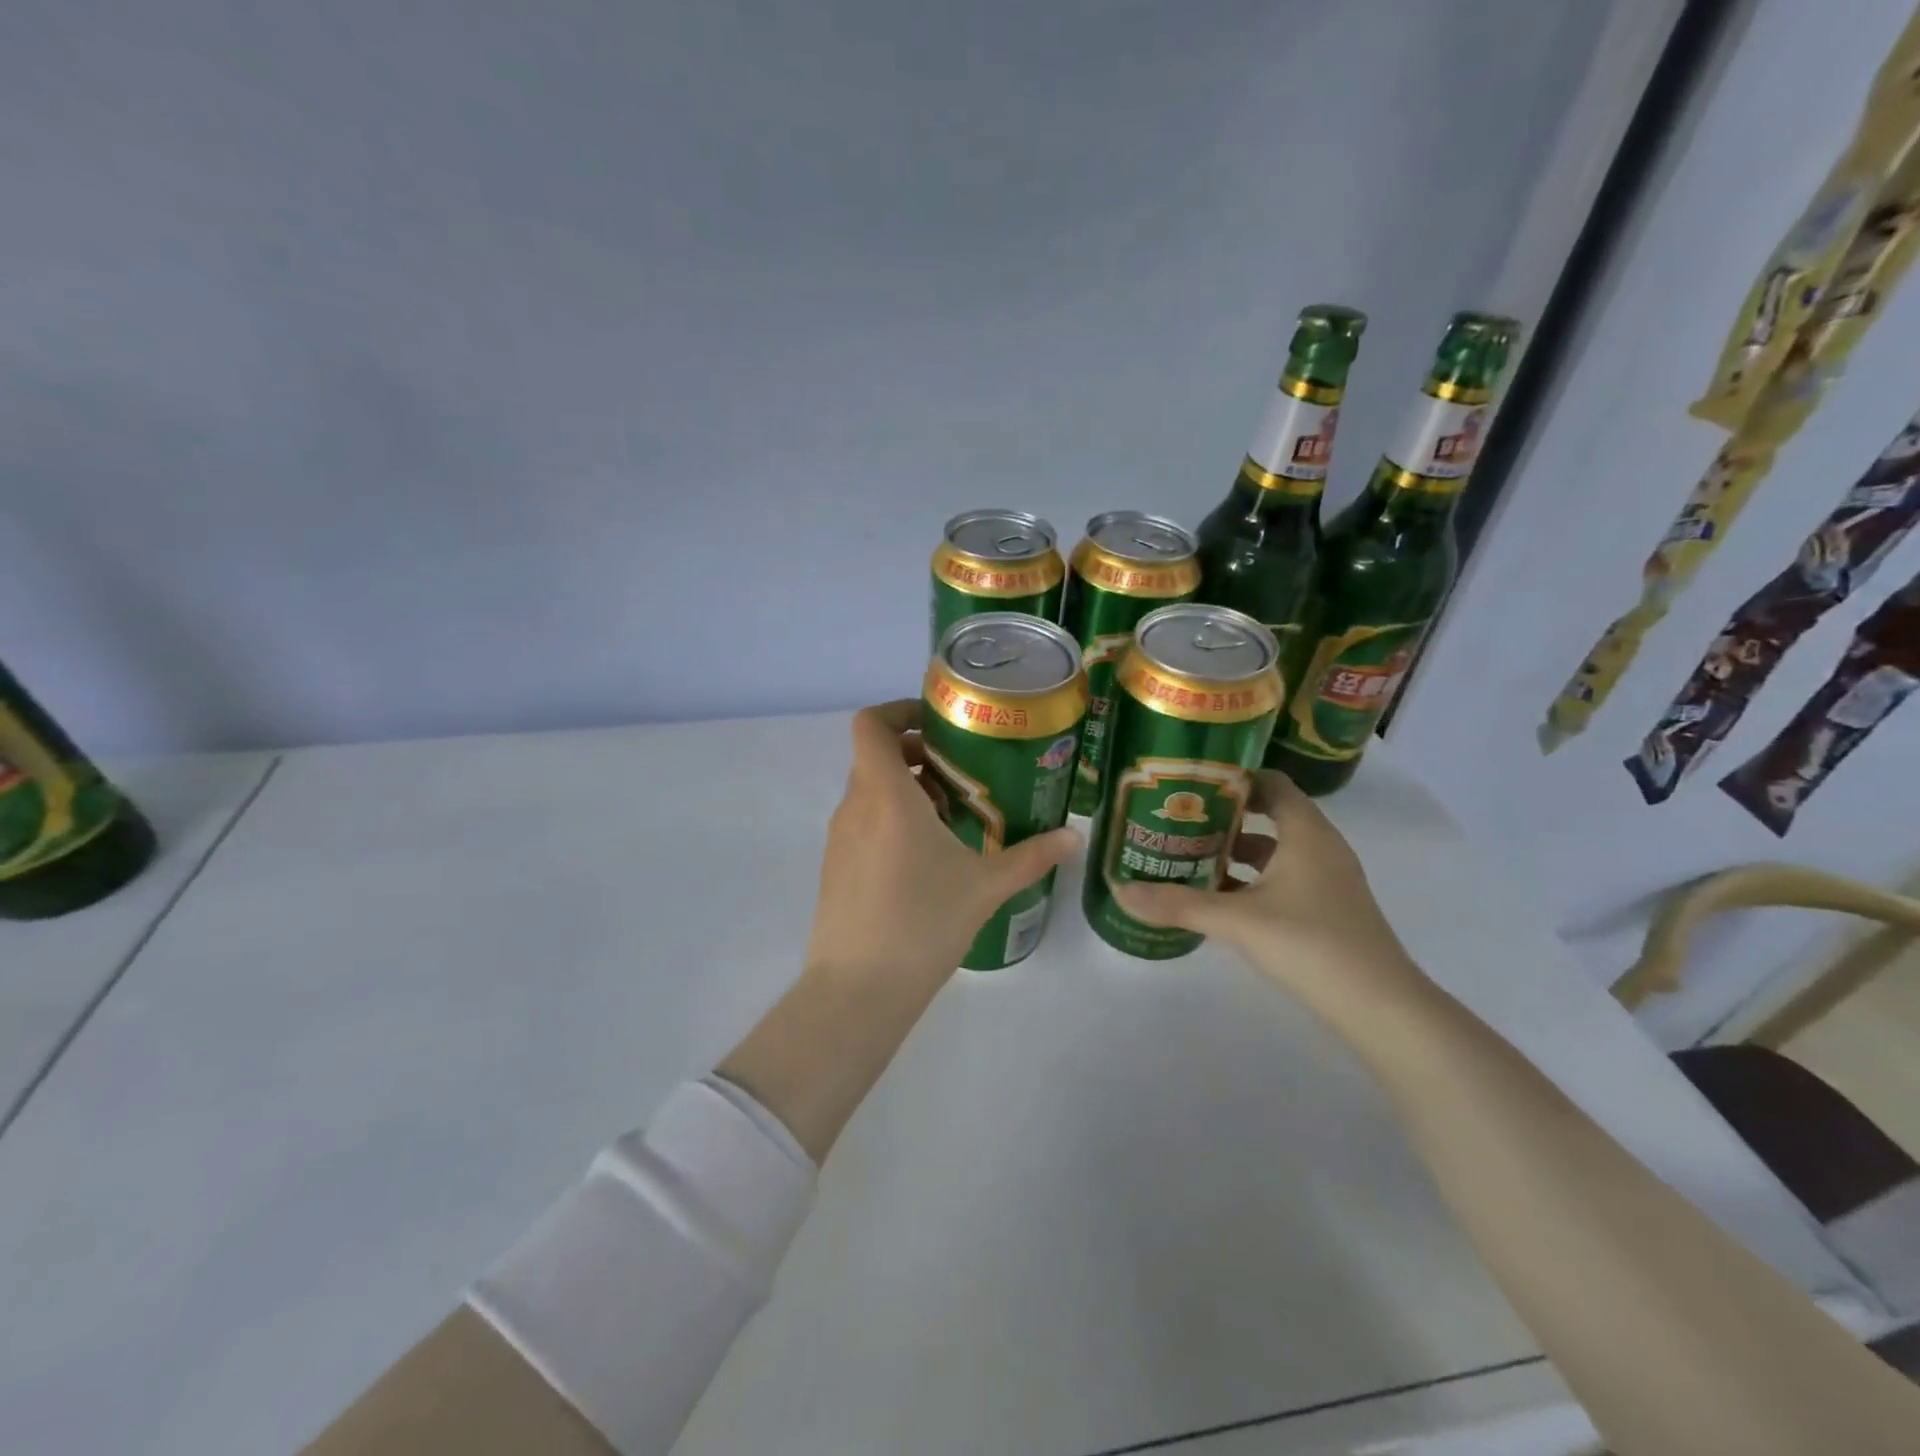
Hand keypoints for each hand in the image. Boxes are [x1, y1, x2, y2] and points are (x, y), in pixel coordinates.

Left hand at [804, 699, 1079, 996]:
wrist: (859, 990)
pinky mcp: (835, 867)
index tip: (939, 725)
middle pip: (877, 757)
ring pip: (871, 792)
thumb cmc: (923, 923)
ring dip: (908, 792)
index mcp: (886, 795)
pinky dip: (892, 820)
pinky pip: (863, 823)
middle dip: (919, 756)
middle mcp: (855, 806)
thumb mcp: (986, 886)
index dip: (900, 711)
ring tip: (952, 819)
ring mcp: (839, 838)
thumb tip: (1074, 837)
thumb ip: (1031, 856)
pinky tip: (927, 860)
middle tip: (961, 776)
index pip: (871, 724)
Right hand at [1115, 770, 1416, 999]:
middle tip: (1178, 819)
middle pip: (1270, 814)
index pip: (1271, 783)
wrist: (1381, 1008)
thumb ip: (1179, 904)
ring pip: (1275, 850)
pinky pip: (1284, 878)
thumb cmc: (1312, 944)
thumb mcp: (1238, 922)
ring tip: (1189, 856)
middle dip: (1224, 817)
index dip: (1233, 778)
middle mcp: (1320, 847)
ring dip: (1236, 851)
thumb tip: (1120, 889)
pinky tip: (1220, 899)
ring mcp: (1328, 879)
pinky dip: (1252, 879)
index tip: (1191, 783)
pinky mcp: (1328, 908)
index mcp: (1306, 832)